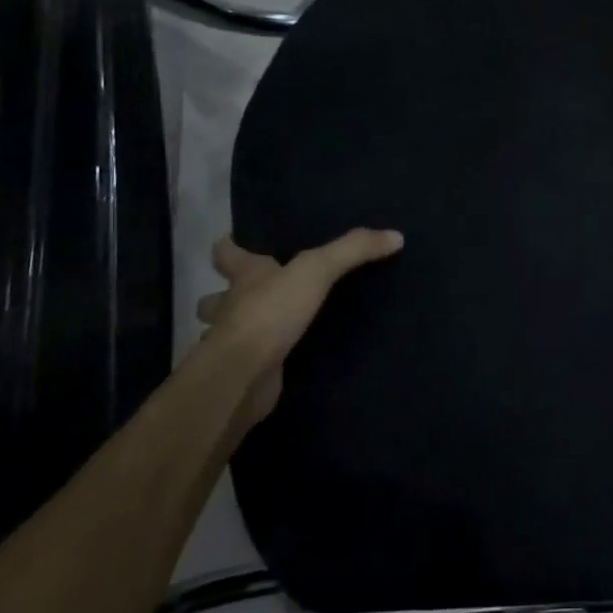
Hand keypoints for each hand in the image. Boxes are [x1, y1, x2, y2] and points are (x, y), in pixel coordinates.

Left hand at [195, 229, 403, 424]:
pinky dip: (259, 364)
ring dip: (238, 332)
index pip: (225, 253)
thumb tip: (396, 235)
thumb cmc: (270, 313)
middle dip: (226, 296)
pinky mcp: (242, 375)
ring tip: (270, 331)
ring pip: (226, 334)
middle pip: (216, 298)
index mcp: (244, 278)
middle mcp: (230, 308)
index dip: (229, 246)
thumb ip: (354, 250)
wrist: (242, 377)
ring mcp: (233, 345)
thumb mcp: (318, 270)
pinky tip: (279, 364)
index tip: (232, 241)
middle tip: (255, 293)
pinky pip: (250, 365)